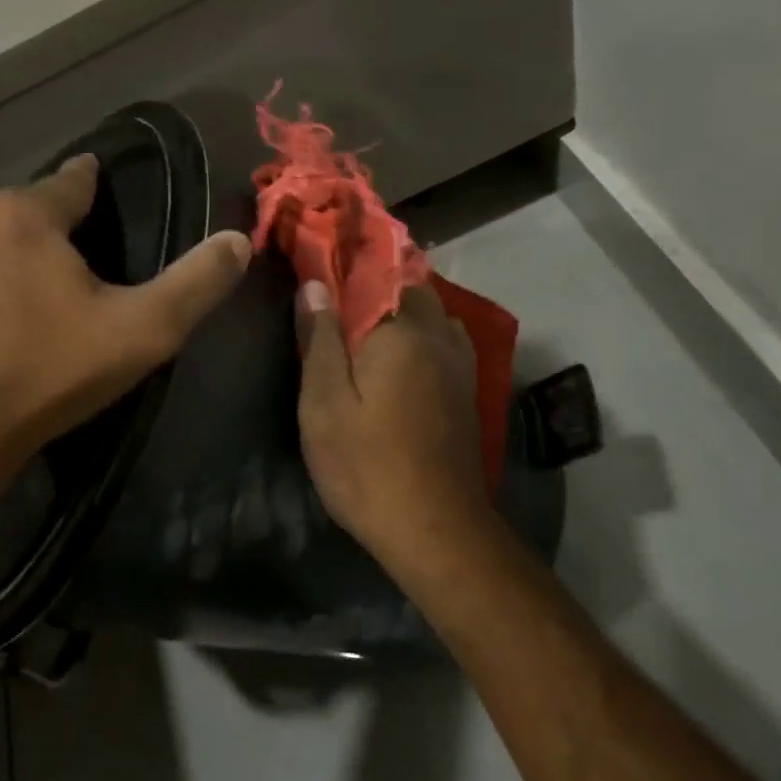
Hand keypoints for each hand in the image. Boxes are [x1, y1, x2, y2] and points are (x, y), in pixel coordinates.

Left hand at [0, 155, 251, 469]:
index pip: (70, 181)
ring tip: (24, 294)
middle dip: (48, 227)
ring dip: (3, 256)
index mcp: (26, 217)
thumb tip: (238, 239)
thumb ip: (197, 281)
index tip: (98, 184)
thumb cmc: (52, 371)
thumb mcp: (144, 330)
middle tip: (72, 266)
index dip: (91, 183)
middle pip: (22, 212)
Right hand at [297, 280, 491, 559]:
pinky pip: (443, 338)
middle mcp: (438, 335)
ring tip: (363, 315)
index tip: (318, 252)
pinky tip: (399, 350)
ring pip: (431, 311)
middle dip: (375, 277)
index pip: (375, 269)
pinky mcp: (466, 389)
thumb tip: (315, 284)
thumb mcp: (324, 404)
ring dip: (400, 303)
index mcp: (401, 330)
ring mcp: (459, 363)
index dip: (345, 257)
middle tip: (335, 287)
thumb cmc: (367, 465)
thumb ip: (319, 339)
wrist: (436, 529)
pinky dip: (420, 330)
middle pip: (410, 284)